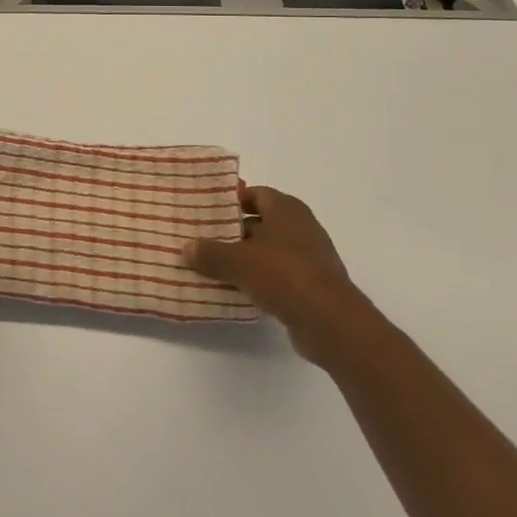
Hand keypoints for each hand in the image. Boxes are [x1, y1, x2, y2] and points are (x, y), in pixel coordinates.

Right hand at [186, 185, 360, 360]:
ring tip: (215, 267)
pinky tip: (239, 290)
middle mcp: (301, 226)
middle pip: (261, 222)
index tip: (208, 212)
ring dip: (246, 258)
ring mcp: (310, 256)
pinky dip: (261, 279)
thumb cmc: (284, 275)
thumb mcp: (238, 261)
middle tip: (205, 240)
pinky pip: (279, 274)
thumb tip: (186, 248)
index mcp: (286, 208)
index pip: (255, 194)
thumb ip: (210, 253)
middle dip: (234, 231)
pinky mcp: (313, 284)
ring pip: (269, 250)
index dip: (231, 201)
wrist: (331, 322)